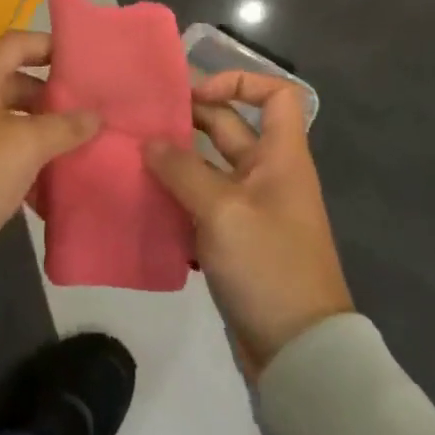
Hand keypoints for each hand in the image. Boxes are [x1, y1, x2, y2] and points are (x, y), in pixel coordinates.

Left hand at [0, 30, 100, 252]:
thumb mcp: (25, 146)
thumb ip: (64, 127)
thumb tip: (94, 115)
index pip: (19, 43)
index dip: (51, 47)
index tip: (84, 61)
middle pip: (12, 82)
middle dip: (49, 98)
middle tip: (85, 112)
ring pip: (3, 118)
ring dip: (35, 131)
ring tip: (72, 148)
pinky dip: (16, 156)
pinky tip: (42, 183)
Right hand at [144, 71, 351, 370]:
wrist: (299, 353)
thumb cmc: (269, 265)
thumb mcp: (222, 211)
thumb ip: (182, 171)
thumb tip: (149, 143)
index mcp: (280, 157)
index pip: (275, 95)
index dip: (239, 81)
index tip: (196, 94)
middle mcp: (268, 174)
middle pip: (230, 127)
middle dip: (190, 118)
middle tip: (144, 118)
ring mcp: (251, 208)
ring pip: (210, 166)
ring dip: (177, 159)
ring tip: (135, 155)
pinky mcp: (236, 239)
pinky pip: (203, 202)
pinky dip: (178, 196)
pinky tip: (146, 199)